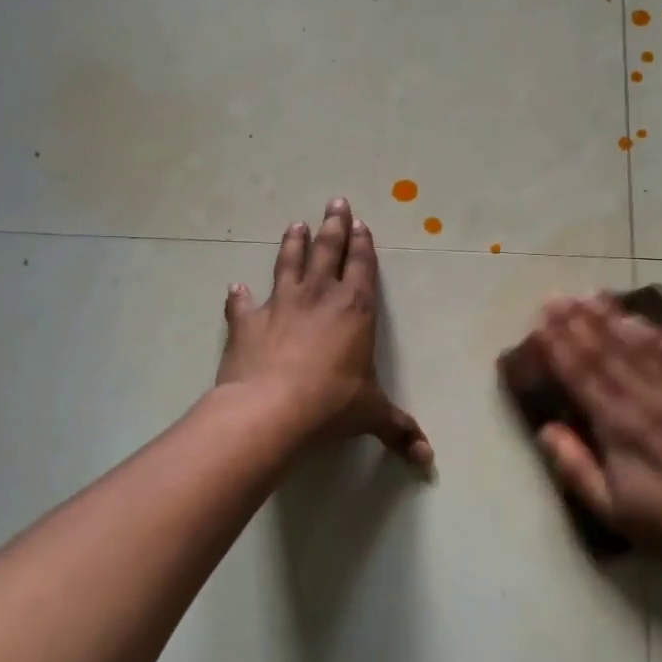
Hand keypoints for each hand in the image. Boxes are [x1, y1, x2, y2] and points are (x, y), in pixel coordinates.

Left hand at [217, 198, 433, 467]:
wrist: (272, 410)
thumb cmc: (332, 405)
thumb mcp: (372, 416)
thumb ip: (399, 430)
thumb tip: (426, 459)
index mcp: (355, 310)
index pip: (362, 267)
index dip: (362, 244)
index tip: (360, 222)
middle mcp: (319, 297)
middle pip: (327, 251)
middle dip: (333, 226)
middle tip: (335, 202)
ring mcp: (280, 306)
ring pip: (288, 264)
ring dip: (292, 244)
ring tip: (295, 223)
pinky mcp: (247, 323)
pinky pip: (242, 304)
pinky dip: (238, 296)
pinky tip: (235, 287)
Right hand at [526, 295, 661, 573]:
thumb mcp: (611, 509)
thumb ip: (575, 468)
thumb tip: (545, 430)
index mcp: (619, 427)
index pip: (581, 375)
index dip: (558, 345)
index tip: (540, 321)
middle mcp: (645, 399)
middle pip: (605, 350)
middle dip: (576, 321)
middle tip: (556, 296)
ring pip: (638, 344)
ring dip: (611, 317)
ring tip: (590, 295)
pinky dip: (654, 332)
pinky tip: (638, 319)